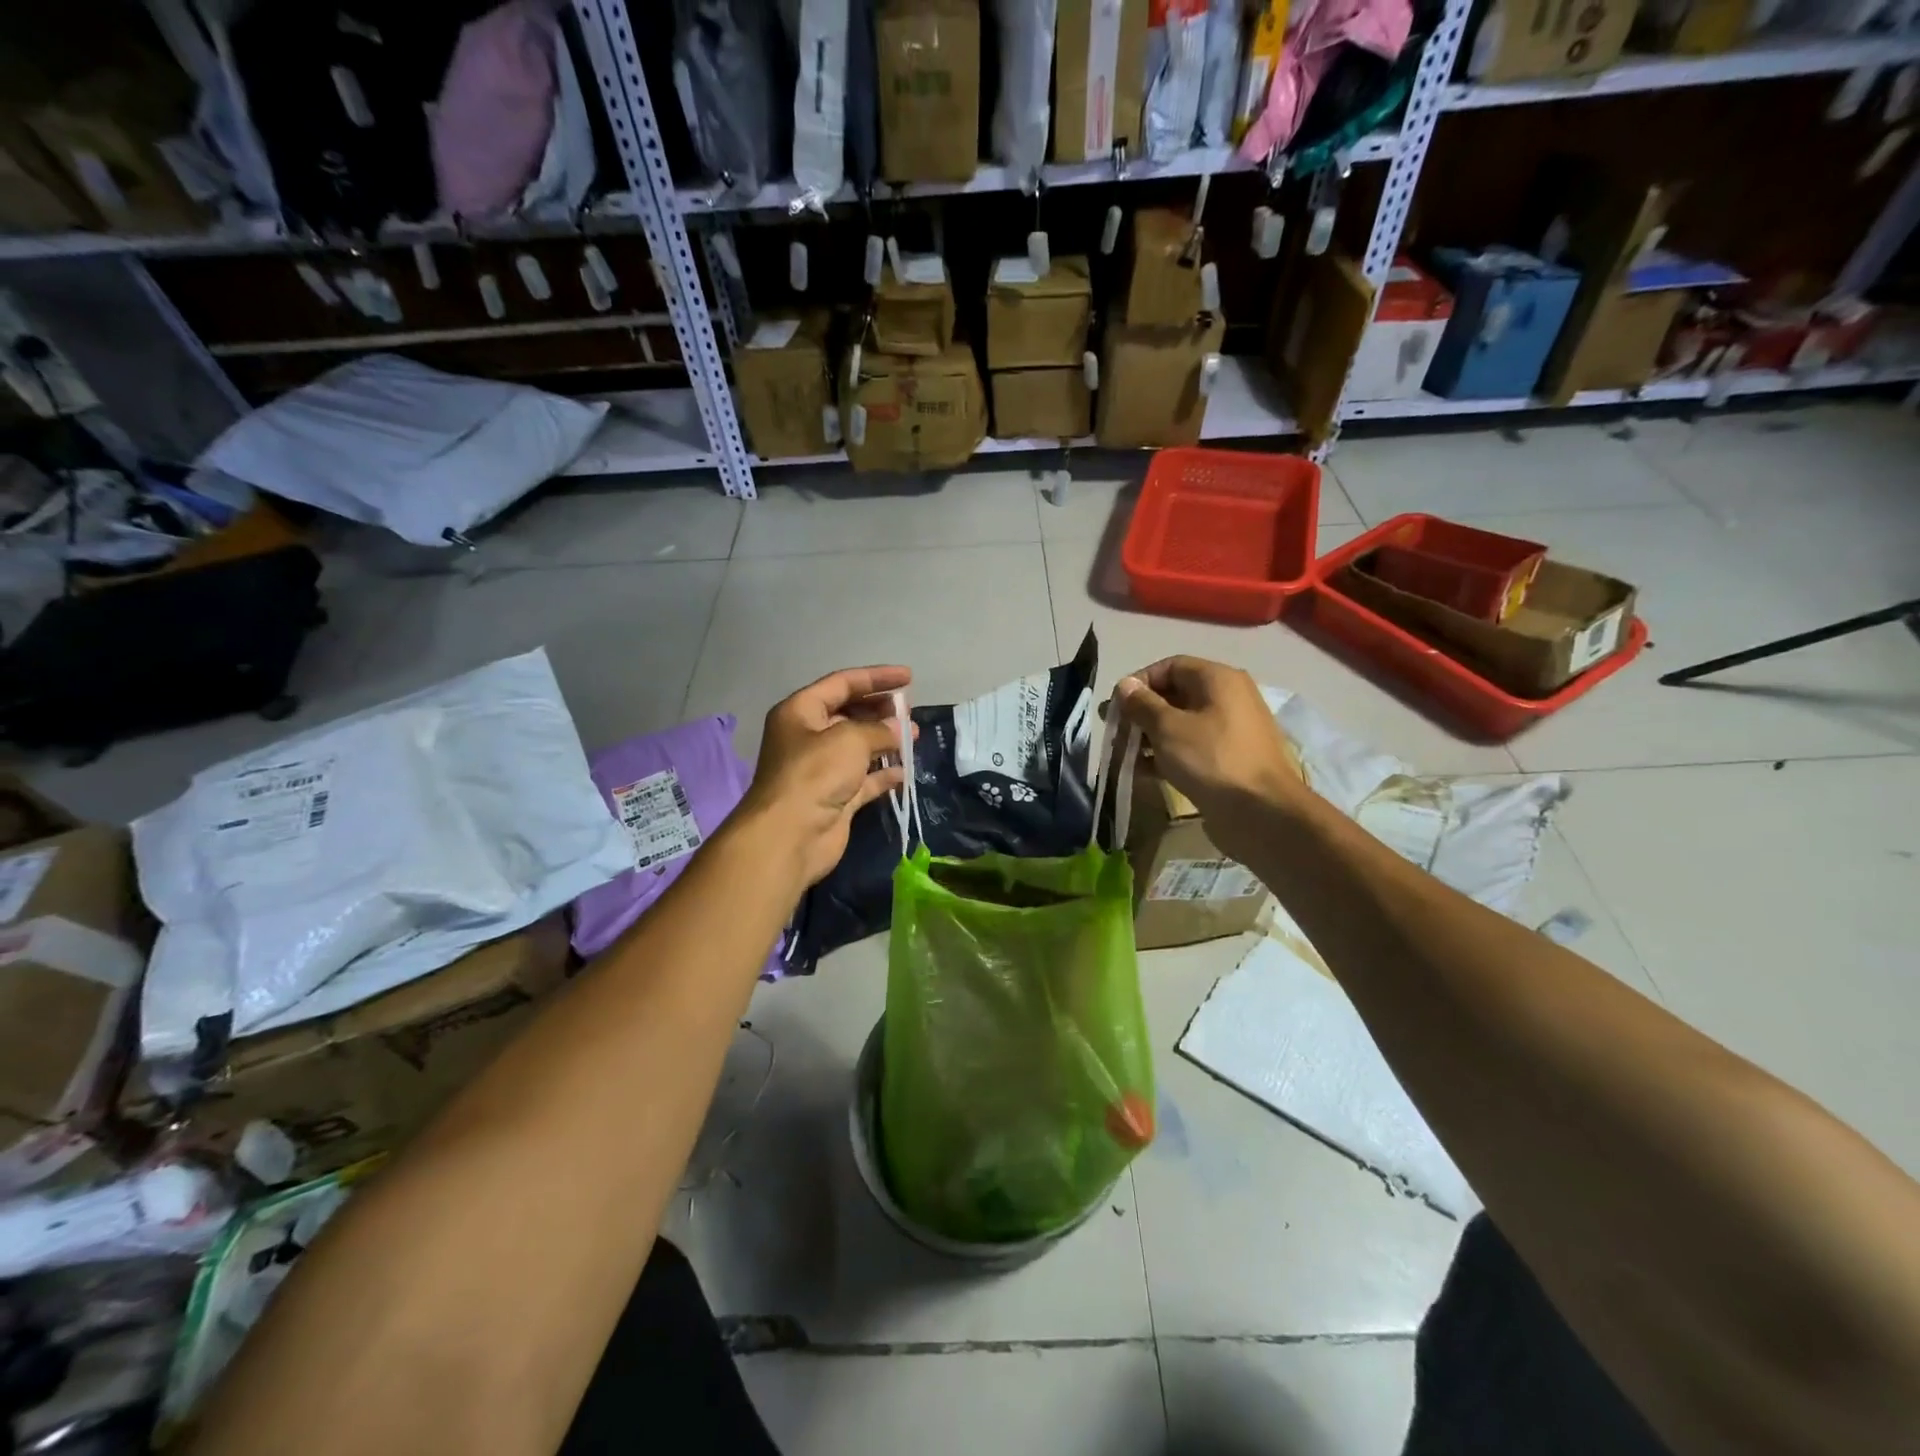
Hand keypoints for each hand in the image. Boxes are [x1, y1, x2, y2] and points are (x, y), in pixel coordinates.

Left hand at [739, 665, 912, 888]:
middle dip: (881, 710)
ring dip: (885, 741)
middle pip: (849, 714)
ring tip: (913, 737)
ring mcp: (821, 769)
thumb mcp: (850, 739)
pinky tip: (905, 772)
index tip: (908, 678)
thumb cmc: (815, 773)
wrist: (790, 835)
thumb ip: (879, 729)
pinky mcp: (835, 797)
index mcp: (801, 712)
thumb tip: (899, 728)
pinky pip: (864, 779)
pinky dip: (883, 774)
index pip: (841, 684)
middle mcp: (808, 737)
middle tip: (910, 712)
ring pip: (858, 747)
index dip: (876, 678)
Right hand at [1114, 657, 1305, 864]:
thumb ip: (1142, 704)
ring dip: (1151, 735)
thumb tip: (1125, 685)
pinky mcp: (1229, 757)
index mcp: (1217, 679)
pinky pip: (1192, 746)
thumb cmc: (1211, 759)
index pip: (1170, 666)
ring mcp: (1230, 729)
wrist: (1262, 811)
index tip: (1116, 706)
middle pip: (1175, 694)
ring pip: (1182, 723)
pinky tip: (1145, 770)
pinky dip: (1168, 753)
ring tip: (1125, 755)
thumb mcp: (1168, 728)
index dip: (1139, 682)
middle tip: (1116, 732)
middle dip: (1142, 712)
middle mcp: (1228, 697)